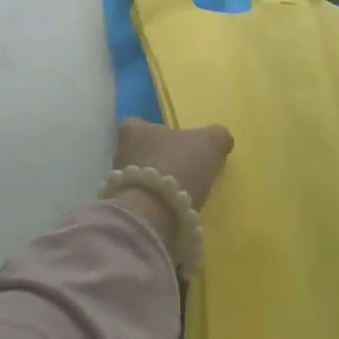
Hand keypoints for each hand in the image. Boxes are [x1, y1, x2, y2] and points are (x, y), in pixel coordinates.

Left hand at [114, 117, 233, 207]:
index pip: (139, 124)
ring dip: (154, 184)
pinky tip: (171, 211)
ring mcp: (117, 183)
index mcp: (135, 130)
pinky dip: (153, 205)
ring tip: (178, 193)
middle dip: (156, 159)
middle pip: (138, 151)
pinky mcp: (122, 210)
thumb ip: (217, 136)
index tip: (174, 142)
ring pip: (138, 178)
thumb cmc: (179, 166)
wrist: (154, 214)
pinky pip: (139, 202)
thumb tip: (220, 138)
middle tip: (180, 169)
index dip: (156, 132)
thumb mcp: (210, 143)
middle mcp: (120, 153)